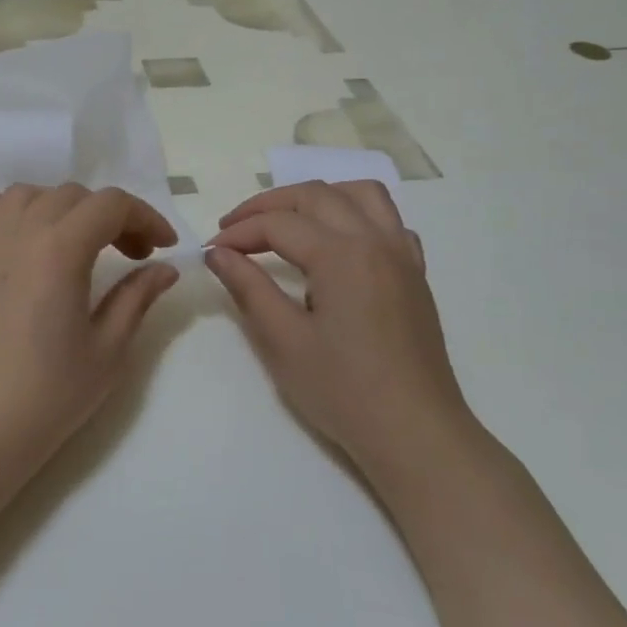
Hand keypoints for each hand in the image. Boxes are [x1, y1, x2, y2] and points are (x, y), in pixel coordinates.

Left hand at [0, 185, 180, 477]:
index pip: (110, 205)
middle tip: (130, 256)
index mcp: (60, 250)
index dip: (145, 217)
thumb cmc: (51, 394)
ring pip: (22, 196)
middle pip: (71, 196)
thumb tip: (166, 268)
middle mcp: (18, 234)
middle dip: (110, 217)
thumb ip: (137, 297)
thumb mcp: (109, 349)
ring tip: (74, 242)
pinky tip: (3, 223)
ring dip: (57, 207)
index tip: (163, 247)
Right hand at [205, 181, 472, 468]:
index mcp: (342, 255)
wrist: (414, 433)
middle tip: (233, 228)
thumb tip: (218, 253)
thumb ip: (248, 287)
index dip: (238, 232)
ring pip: (360, 193)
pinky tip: (338, 242)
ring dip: (316, 196)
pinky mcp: (415, 273)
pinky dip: (356, 214)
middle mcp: (376, 240)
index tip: (211, 250)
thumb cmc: (343, 391)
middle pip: (315, 195)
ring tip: (286, 220)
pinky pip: (389, 220)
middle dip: (268, 205)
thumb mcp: (283, 341)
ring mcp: (402, 254)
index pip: (278, 224)